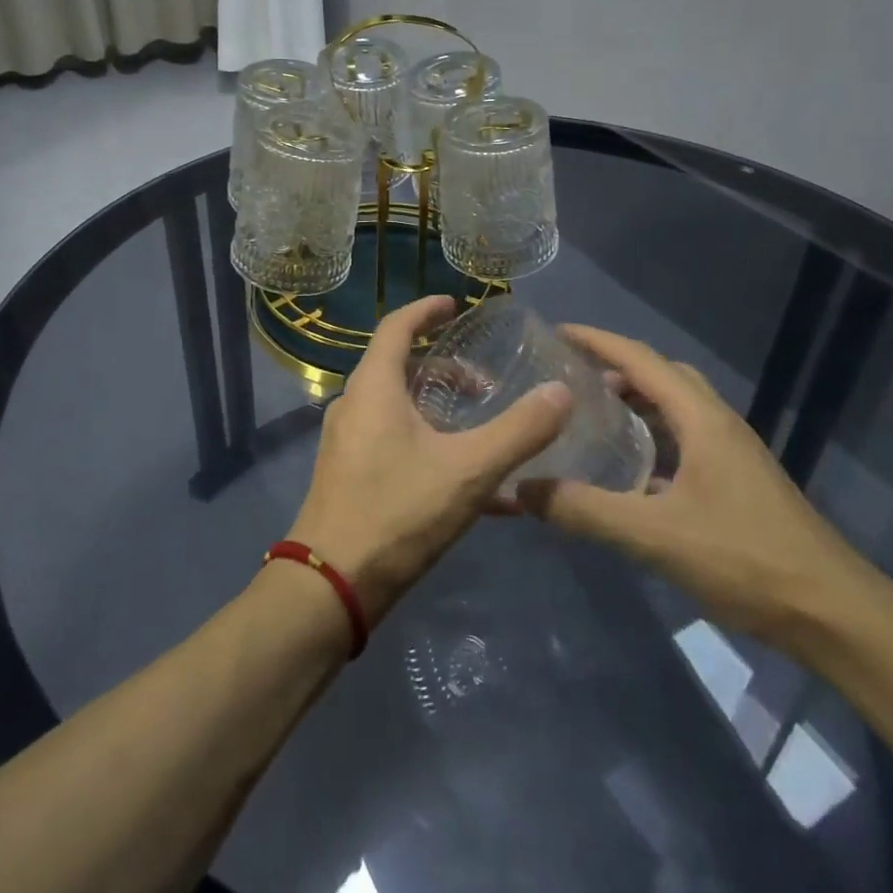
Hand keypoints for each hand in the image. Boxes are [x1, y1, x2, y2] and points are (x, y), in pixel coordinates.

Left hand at [288, 295, 571, 623]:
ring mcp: (348, 444)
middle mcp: (354, 406)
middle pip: (400, 368)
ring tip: (483, 430)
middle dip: (445, 370)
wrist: (331, 586)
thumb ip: (519, 431)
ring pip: (399, 409)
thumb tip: (561, 391)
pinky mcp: (349, 477)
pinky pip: (396, 445)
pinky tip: (473, 488)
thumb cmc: (397, 512)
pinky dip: (432, 448)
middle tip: (486, 383)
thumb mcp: (468, 470)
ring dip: (440, 411)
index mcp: (373, 387)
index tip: (455, 306)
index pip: (396, 327)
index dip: (426, 311)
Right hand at [514, 326, 878, 649]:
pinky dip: (654, 437)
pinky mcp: (738, 483)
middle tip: (572, 378)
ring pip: (677, 409)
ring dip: (637, 402)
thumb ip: (586, 510)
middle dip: (616, 367)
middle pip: (662, 375)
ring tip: (593, 415)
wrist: (834, 614)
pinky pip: (686, 440)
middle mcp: (718, 425)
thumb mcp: (655, 535)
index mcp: (702, 419)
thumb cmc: (746, 560)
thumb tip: (522, 489)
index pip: (641, 360)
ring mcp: (733, 454)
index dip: (598, 340)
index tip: (557, 333)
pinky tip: (631, 472)